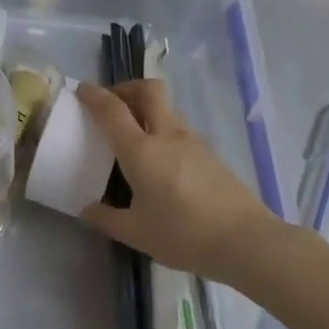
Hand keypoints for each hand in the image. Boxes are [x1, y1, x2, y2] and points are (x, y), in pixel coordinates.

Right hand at [75, 80, 286, 282]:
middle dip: (126, 88)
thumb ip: (107, 219)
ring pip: (167, 109)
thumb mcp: (136, 233)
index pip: (112, 110)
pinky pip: (180, 130)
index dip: (94, 95)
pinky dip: (163, 130)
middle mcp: (167, 136)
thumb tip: (87, 210)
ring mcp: (193, 142)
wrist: (246, 240)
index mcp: (141, 150)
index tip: (82, 90)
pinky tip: (160, 160)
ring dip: (147, 109)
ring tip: (134, 132)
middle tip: (111, 103)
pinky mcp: (211, 155)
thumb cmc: (184, 234)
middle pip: (148, 90)